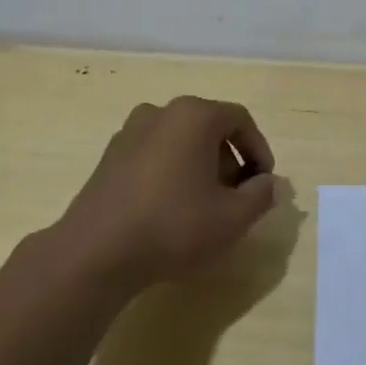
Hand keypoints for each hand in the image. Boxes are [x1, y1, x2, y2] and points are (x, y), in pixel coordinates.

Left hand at [51, 96, 279, 294]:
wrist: (96, 252)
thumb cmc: (174, 226)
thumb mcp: (233, 217)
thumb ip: (261, 195)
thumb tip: (269, 184)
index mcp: (193, 116)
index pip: (239, 119)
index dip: (259, 150)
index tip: (263, 183)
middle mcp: (160, 112)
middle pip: (208, 127)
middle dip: (229, 160)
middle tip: (236, 197)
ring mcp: (129, 133)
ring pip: (179, 141)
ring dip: (200, 166)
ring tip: (204, 206)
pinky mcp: (109, 157)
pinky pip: (154, 155)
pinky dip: (171, 172)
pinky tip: (170, 209)